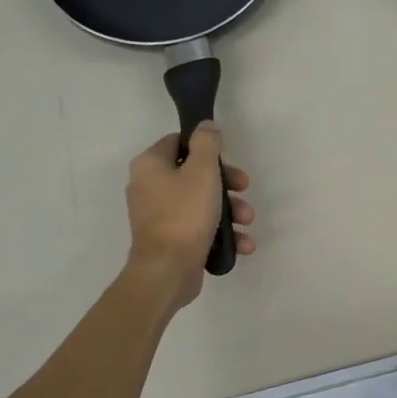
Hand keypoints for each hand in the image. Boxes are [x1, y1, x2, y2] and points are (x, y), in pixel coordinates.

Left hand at [123, 124, 254, 309]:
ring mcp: (159, 216)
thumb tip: (206, 126)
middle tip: (244, 189)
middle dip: (226, 184)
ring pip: (201, 202)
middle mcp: (149, 187)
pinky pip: (199, 227)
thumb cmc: (184, 215)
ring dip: (231, 210)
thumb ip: (207, 143)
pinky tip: (243, 243)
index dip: (207, 148)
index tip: (228, 160)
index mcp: (150, 165)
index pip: (178, 142)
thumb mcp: (202, 171)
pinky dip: (221, 232)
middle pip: (194, 174)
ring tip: (248, 222)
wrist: (167, 271)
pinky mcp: (170, 240)